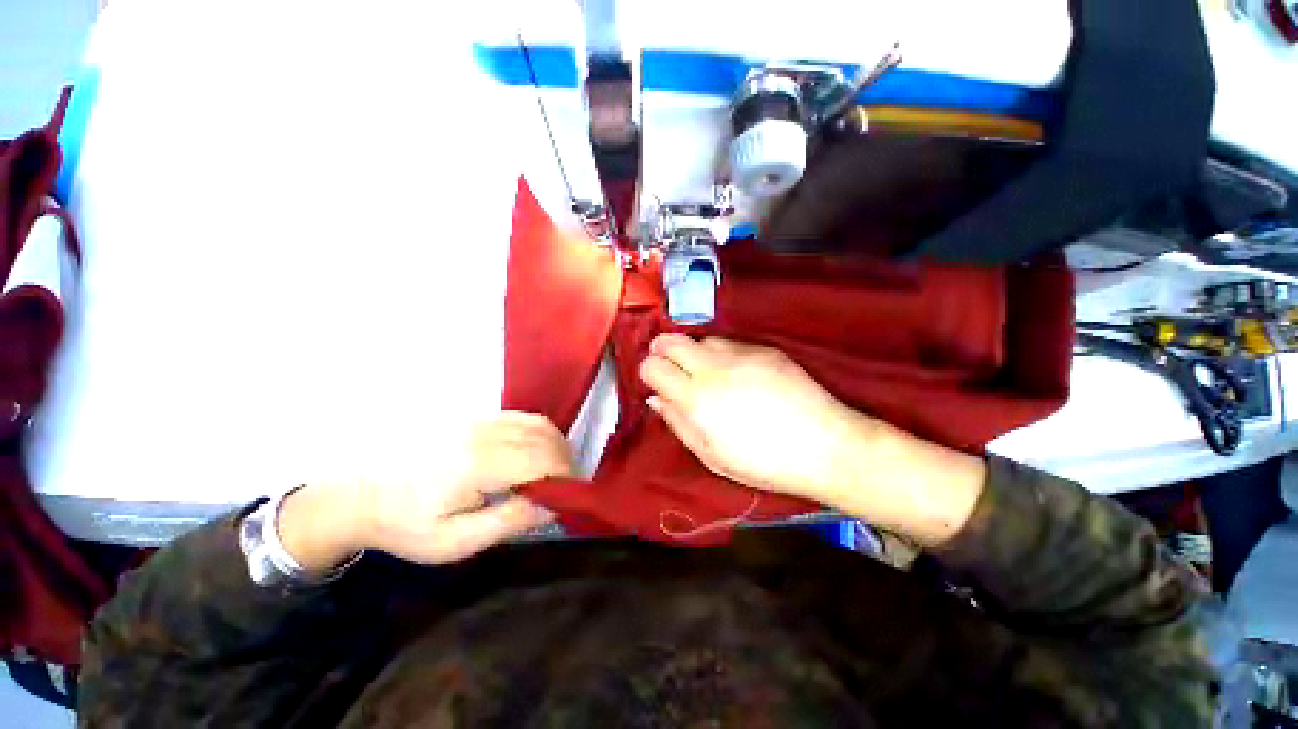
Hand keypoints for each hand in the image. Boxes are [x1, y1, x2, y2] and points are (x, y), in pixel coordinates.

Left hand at [279, 412, 569, 570]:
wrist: (358, 492)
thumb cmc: (406, 524)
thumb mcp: (455, 541)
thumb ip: (509, 521)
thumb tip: (552, 506)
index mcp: (479, 464)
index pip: (544, 458)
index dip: (565, 476)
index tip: (565, 497)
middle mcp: (484, 433)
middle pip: (546, 436)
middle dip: (564, 461)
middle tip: (559, 488)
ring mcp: (478, 419)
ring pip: (537, 423)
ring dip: (554, 446)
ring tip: (549, 472)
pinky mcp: (473, 415)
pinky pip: (520, 417)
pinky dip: (538, 434)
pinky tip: (530, 454)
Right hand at [639, 335, 985, 545]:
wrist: (826, 446)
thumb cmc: (763, 462)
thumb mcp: (711, 455)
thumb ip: (678, 423)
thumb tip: (656, 398)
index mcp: (696, 399)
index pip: (652, 366)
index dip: (649, 372)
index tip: (656, 382)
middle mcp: (713, 368)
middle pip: (670, 341)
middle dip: (662, 351)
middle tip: (670, 368)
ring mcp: (741, 353)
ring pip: (700, 339)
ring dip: (694, 352)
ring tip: (706, 372)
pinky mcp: (764, 349)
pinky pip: (730, 343)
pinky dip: (722, 354)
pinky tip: (736, 373)